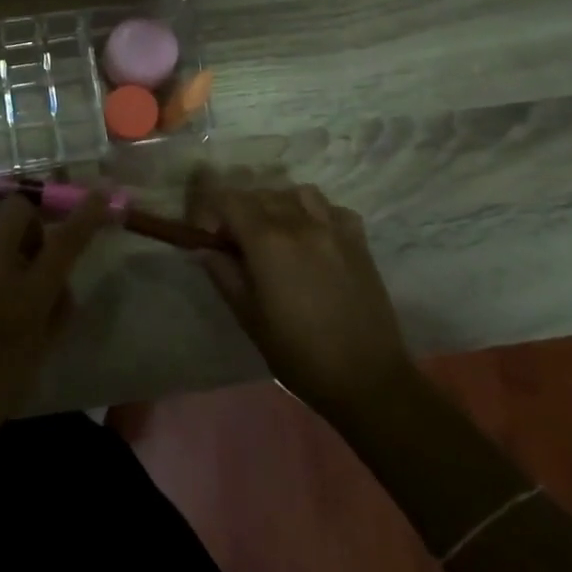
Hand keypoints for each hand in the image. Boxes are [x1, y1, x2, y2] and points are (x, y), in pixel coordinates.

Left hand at [0, 193, 109, 478]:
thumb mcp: (36, 358)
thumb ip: (54, 314)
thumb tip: (59, 286)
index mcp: (26, 291)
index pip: (65, 240)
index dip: (87, 214)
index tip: (101, 194)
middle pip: (17, 210)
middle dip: (32, 223)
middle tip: (35, 259)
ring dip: (4, 254)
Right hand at [188, 168, 409, 418]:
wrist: (366, 378)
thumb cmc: (298, 353)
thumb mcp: (249, 317)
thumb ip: (224, 274)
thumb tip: (205, 249)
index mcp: (267, 241)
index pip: (228, 200)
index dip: (211, 211)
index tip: (209, 236)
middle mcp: (300, 223)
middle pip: (261, 194)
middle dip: (241, 211)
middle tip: (236, 243)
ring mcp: (333, 229)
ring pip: (298, 193)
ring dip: (279, 205)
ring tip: (276, 233)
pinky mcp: (359, 241)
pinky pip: (332, 209)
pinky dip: (317, 215)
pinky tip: (313, 239)